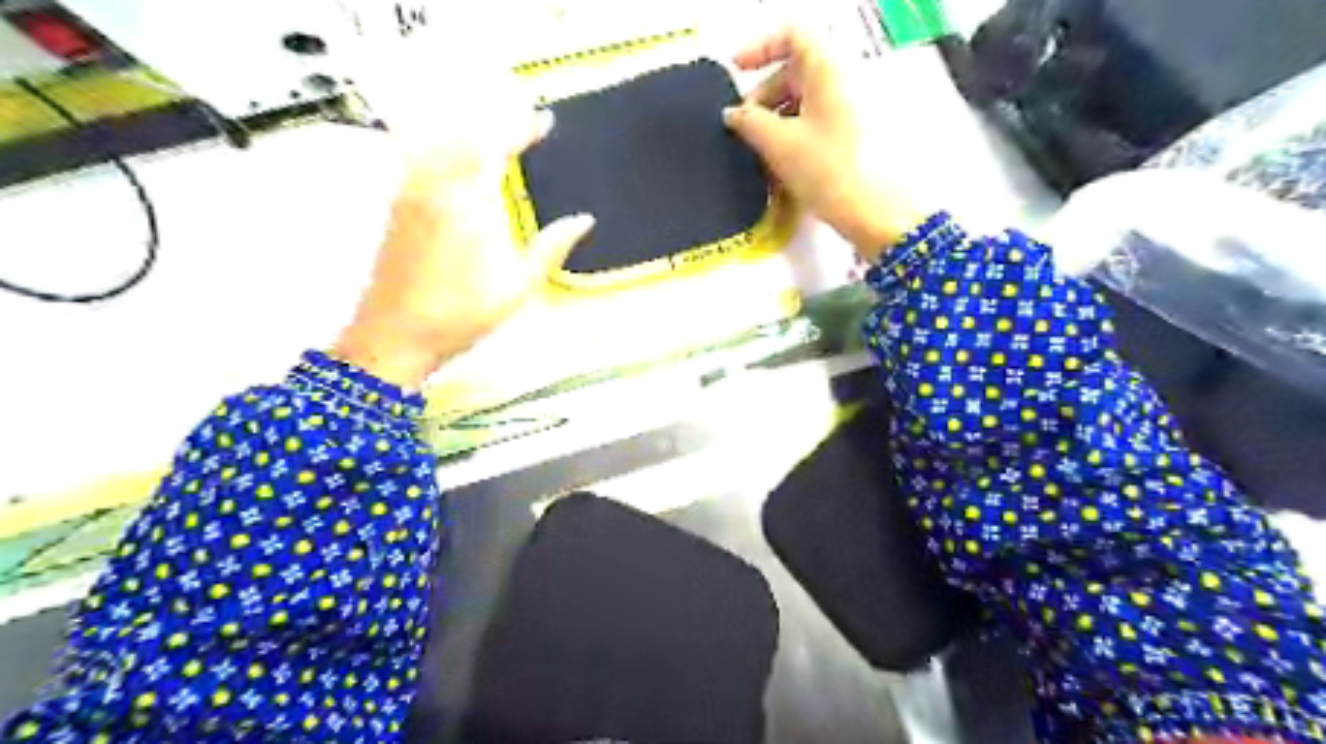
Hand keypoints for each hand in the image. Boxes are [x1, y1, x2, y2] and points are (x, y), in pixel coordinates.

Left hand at [327, 41, 592, 392]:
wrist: (395, 333)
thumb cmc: (463, 313)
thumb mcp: (519, 285)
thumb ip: (552, 246)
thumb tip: (584, 219)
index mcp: (470, 201)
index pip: (495, 144)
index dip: (521, 127)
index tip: (543, 119)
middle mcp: (436, 184)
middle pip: (464, 132)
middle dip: (494, 117)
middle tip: (520, 113)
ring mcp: (411, 191)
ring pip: (439, 138)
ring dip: (468, 125)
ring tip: (492, 124)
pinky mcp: (398, 204)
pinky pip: (421, 154)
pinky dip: (444, 141)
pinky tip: (455, 151)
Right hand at [724, 29, 923, 257]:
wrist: (873, 211)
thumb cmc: (826, 169)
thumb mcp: (778, 143)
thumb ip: (748, 121)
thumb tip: (733, 114)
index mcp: (826, 70)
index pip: (791, 34)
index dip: (759, 47)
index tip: (736, 72)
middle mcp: (841, 81)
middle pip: (794, 70)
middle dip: (763, 94)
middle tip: (744, 127)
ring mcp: (849, 109)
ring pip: (803, 99)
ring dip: (775, 118)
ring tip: (759, 152)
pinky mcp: (851, 135)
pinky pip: (814, 122)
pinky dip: (792, 134)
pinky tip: (779, 164)